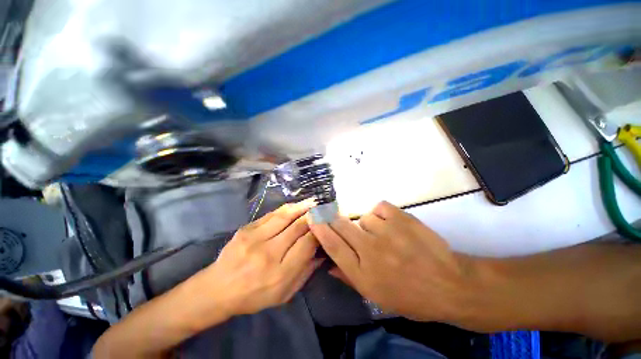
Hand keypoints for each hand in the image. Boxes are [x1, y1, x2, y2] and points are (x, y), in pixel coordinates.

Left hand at [201, 200, 322, 316]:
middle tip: (323, 208)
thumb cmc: (255, 296)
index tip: (326, 225)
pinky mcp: (246, 229)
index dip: (319, 231)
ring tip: (313, 201)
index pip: (306, 244)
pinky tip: (295, 205)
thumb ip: (306, 271)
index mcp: (280, 273)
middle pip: (297, 227)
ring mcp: (255, 238)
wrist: (218, 289)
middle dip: (313, 215)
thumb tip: (322, 251)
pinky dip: (287, 209)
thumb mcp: (285, 294)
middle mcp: (268, 253)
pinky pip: (272, 214)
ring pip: (285, 216)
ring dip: (302, 206)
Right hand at [309, 201, 474, 321]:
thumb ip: (349, 278)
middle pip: (342, 226)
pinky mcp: (401, 218)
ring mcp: (386, 232)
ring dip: (368, 225)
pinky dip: (382, 214)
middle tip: (339, 221)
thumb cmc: (411, 296)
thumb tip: (329, 265)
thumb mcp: (376, 296)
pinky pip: (379, 207)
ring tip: (383, 235)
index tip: (312, 219)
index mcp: (363, 273)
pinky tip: (391, 224)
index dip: (320, 230)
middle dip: (336, 221)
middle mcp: (370, 250)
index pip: (333, 246)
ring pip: (363, 217)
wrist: (449, 284)